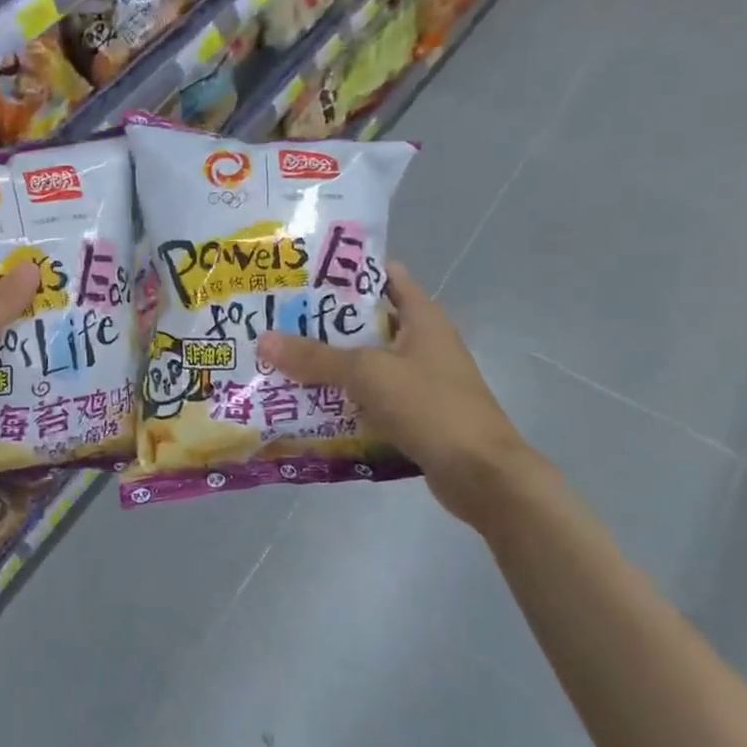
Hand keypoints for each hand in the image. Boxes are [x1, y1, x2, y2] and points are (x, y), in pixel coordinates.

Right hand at [256, 262, 542, 531]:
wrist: (482, 475)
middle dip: (324, 323)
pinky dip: (344, 399)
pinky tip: (309, 404)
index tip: (303, 275)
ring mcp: (421, 381)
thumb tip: (264, 340)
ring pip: (367, 364)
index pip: (385, 276)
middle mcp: (423, 343)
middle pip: (368, 322)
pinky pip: (371, 399)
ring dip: (331, 365)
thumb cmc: (430, 407)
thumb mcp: (368, 373)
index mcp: (422, 318)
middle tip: (277, 320)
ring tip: (282, 361)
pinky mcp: (415, 415)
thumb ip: (316, 357)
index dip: (347, 271)